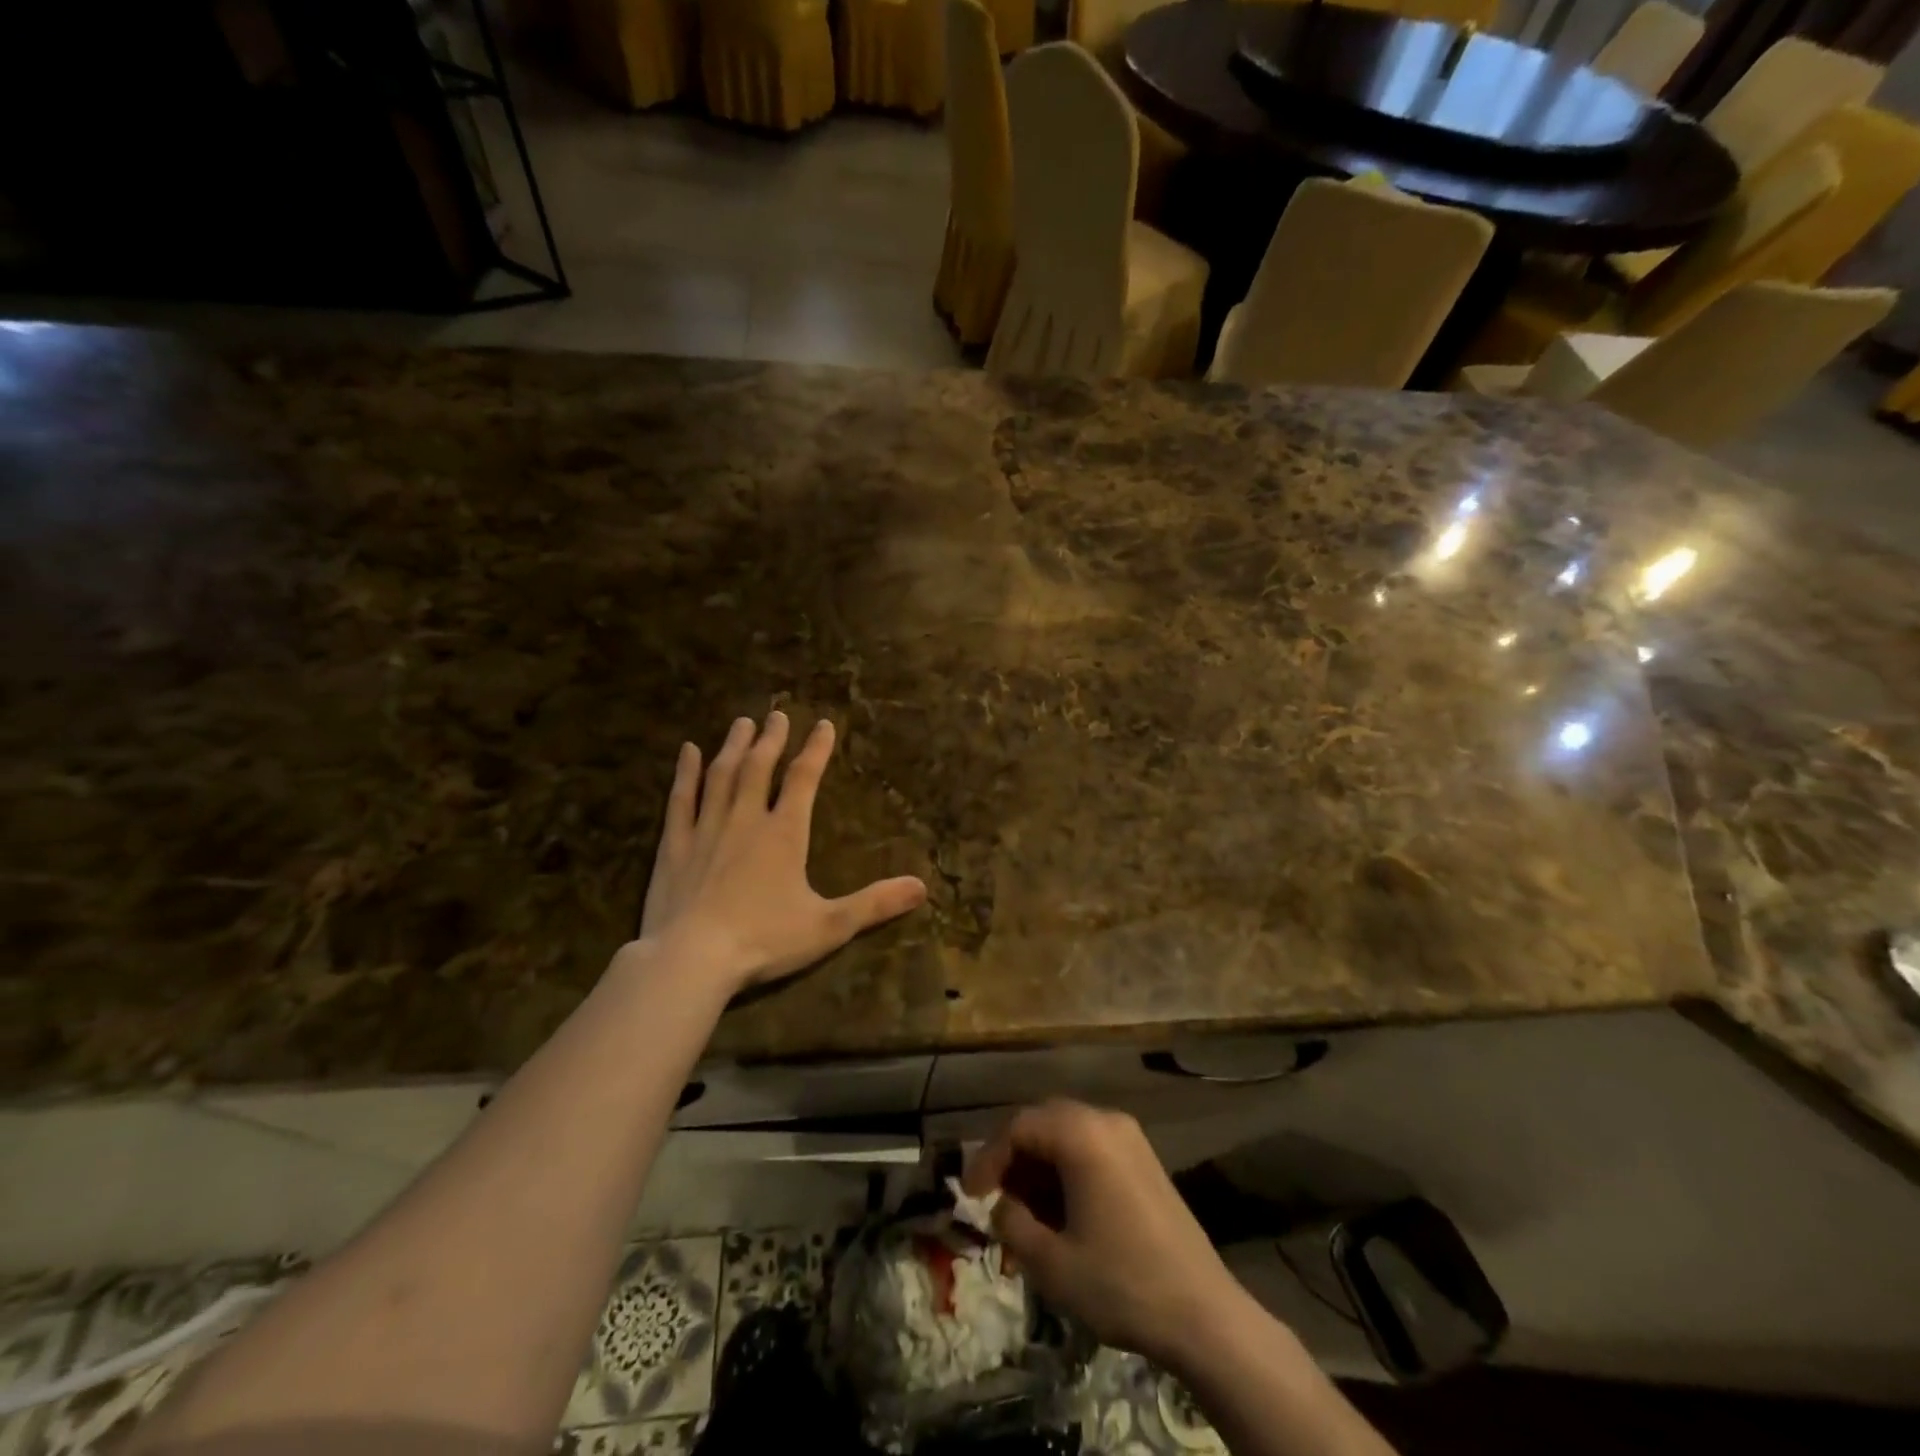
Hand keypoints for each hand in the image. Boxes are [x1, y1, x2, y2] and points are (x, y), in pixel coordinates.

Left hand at [634, 711, 927, 994]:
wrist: (691, 960)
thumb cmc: (764, 940)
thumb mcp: (829, 926)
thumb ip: (875, 904)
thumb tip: (922, 887)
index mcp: (784, 834)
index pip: (804, 779)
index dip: (816, 749)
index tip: (824, 724)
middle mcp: (746, 819)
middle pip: (760, 768)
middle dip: (772, 739)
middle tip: (777, 714)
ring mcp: (706, 829)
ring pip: (722, 775)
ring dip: (734, 747)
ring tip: (742, 723)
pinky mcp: (674, 845)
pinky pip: (681, 799)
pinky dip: (685, 773)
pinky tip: (687, 751)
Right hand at [963, 1100, 1244, 1369]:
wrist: (1204, 1314)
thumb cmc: (1122, 1283)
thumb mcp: (1052, 1263)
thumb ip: (1012, 1225)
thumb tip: (1000, 1206)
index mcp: (1082, 1134)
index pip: (1018, 1127)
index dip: (988, 1158)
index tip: (970, 1196)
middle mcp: (1105, 1120)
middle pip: (1043, 1121)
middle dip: (1013, 1157)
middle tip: (994, 1198)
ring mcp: (1129, 1137)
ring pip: (1067, 1133)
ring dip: (1039, 1163)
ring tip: (1024, 1210)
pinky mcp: (1144, 1158)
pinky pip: (1092, 1146)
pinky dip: (1066, 1167)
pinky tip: (1060, 1209)